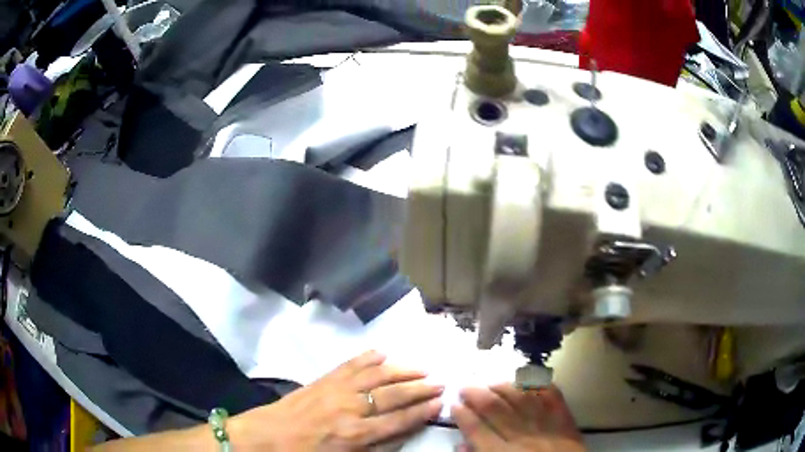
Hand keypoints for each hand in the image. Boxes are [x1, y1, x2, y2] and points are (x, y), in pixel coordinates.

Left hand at [228, 350, 442, 450]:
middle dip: (419, 389)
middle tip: (440, 382)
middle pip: (393, 395)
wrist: (267, 437)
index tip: (440, 402)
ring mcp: (336, 390)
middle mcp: (351, 409)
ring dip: (401, 370)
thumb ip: (375, 448)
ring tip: (421, 367)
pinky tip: (382, 352)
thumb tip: (402, 434)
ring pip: (376, 376)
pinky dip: (367, 357)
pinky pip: (349, 365)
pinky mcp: (323, 379)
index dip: (422, 411)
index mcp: (356, 434)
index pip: (399, 420)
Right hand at [452, 385, 585, 451]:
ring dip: (504, 387)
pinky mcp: (565, 420)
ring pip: (521, 399)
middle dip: (477, 395)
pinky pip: (552, 397)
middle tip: (465, 387)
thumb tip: (462, 445)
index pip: (477, 430)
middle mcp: (522, 437)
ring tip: (491, 382)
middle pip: (496, 409)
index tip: (454, 405)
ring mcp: (546, 425)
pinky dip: (540, 386)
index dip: (463, 416)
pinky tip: (528, 380)